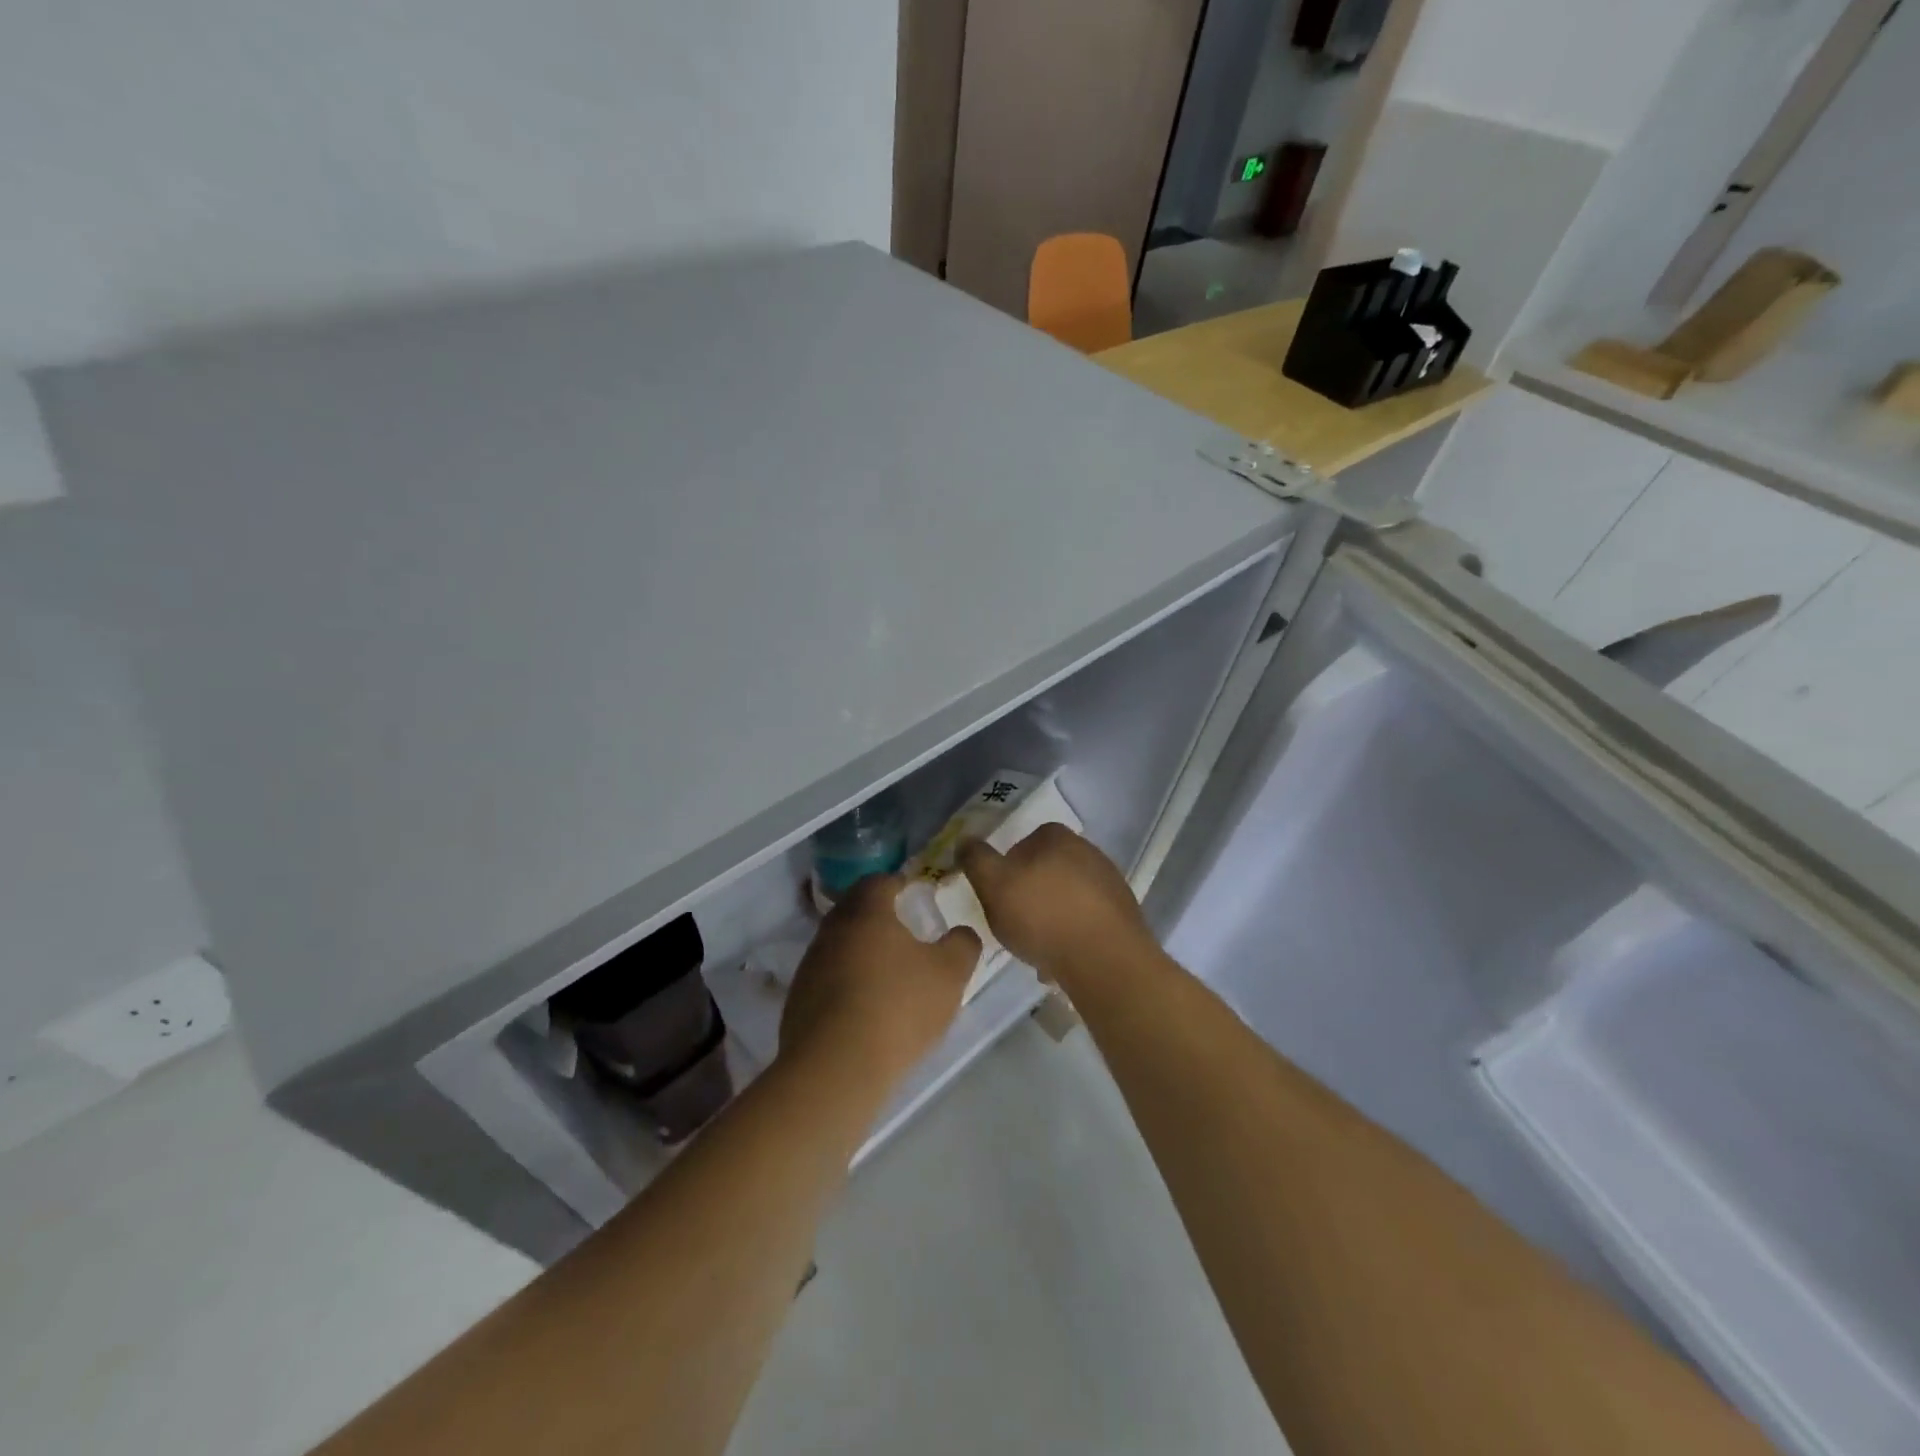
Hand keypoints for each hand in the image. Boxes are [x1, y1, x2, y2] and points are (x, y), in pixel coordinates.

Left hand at [780, 874, 980, 1085]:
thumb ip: (962, 945)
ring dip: (861, 951)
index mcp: (866, 912)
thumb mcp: (949, 974)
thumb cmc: (898, 1007)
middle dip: (878, 916)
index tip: (915, 893)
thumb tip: (962, 933)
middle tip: (905, 931)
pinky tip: (866, 1007)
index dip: (899, 884)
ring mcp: (810, 965)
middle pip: (855, 910)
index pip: (879, 881)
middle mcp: (832, 929)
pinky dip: (847, 983)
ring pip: (840, 944)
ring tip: (888, 973)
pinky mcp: (798, 1000)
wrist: (836, 1069)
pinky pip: (828, 978)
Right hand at [958, 824, 1151, 985]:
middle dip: (1031, 895)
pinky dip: (1073, 937)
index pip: (1024, 843)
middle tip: (1015, 924)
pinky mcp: (1124, 915)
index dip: (1007, 869)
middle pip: (1047, 871)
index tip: (999, 896)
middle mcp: (1088, 851)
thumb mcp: (993, 885)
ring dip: (1052, 919)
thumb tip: (965, 840)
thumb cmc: (1042, 915)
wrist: (1104, 960)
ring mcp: (1110, 883)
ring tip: (1037, 950)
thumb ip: (976, 860)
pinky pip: (1087, 922)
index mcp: (1057, 837)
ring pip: (1067, 899)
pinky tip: (1062, 961)